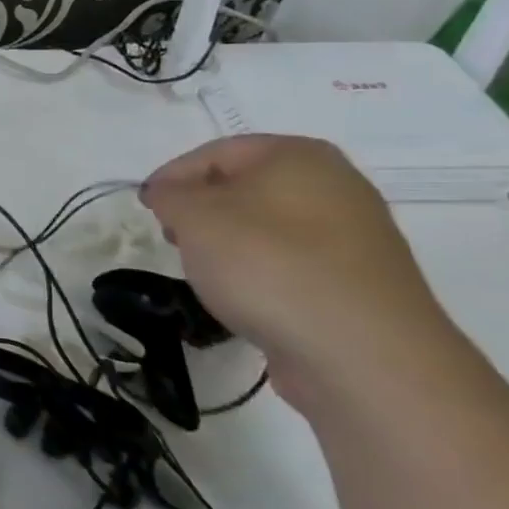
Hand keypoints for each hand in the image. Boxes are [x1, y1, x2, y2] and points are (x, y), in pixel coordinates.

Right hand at [140, 135, 470, 409]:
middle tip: (173, 239)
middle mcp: (336, 185)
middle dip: (202, 212)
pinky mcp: (361, 284)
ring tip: (207, 276)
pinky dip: (263, 275)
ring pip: (269, 228)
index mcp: (298, 155)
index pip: (215, 153)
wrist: (363, 355)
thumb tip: (171, 195)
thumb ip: (170, 195)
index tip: (145, 208)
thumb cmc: (268, 265)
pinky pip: (294, 266)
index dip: (172, 177)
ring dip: (230, 246)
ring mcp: (356, 237)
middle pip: (245, 188)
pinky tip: (247, 301)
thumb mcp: (195, 217)